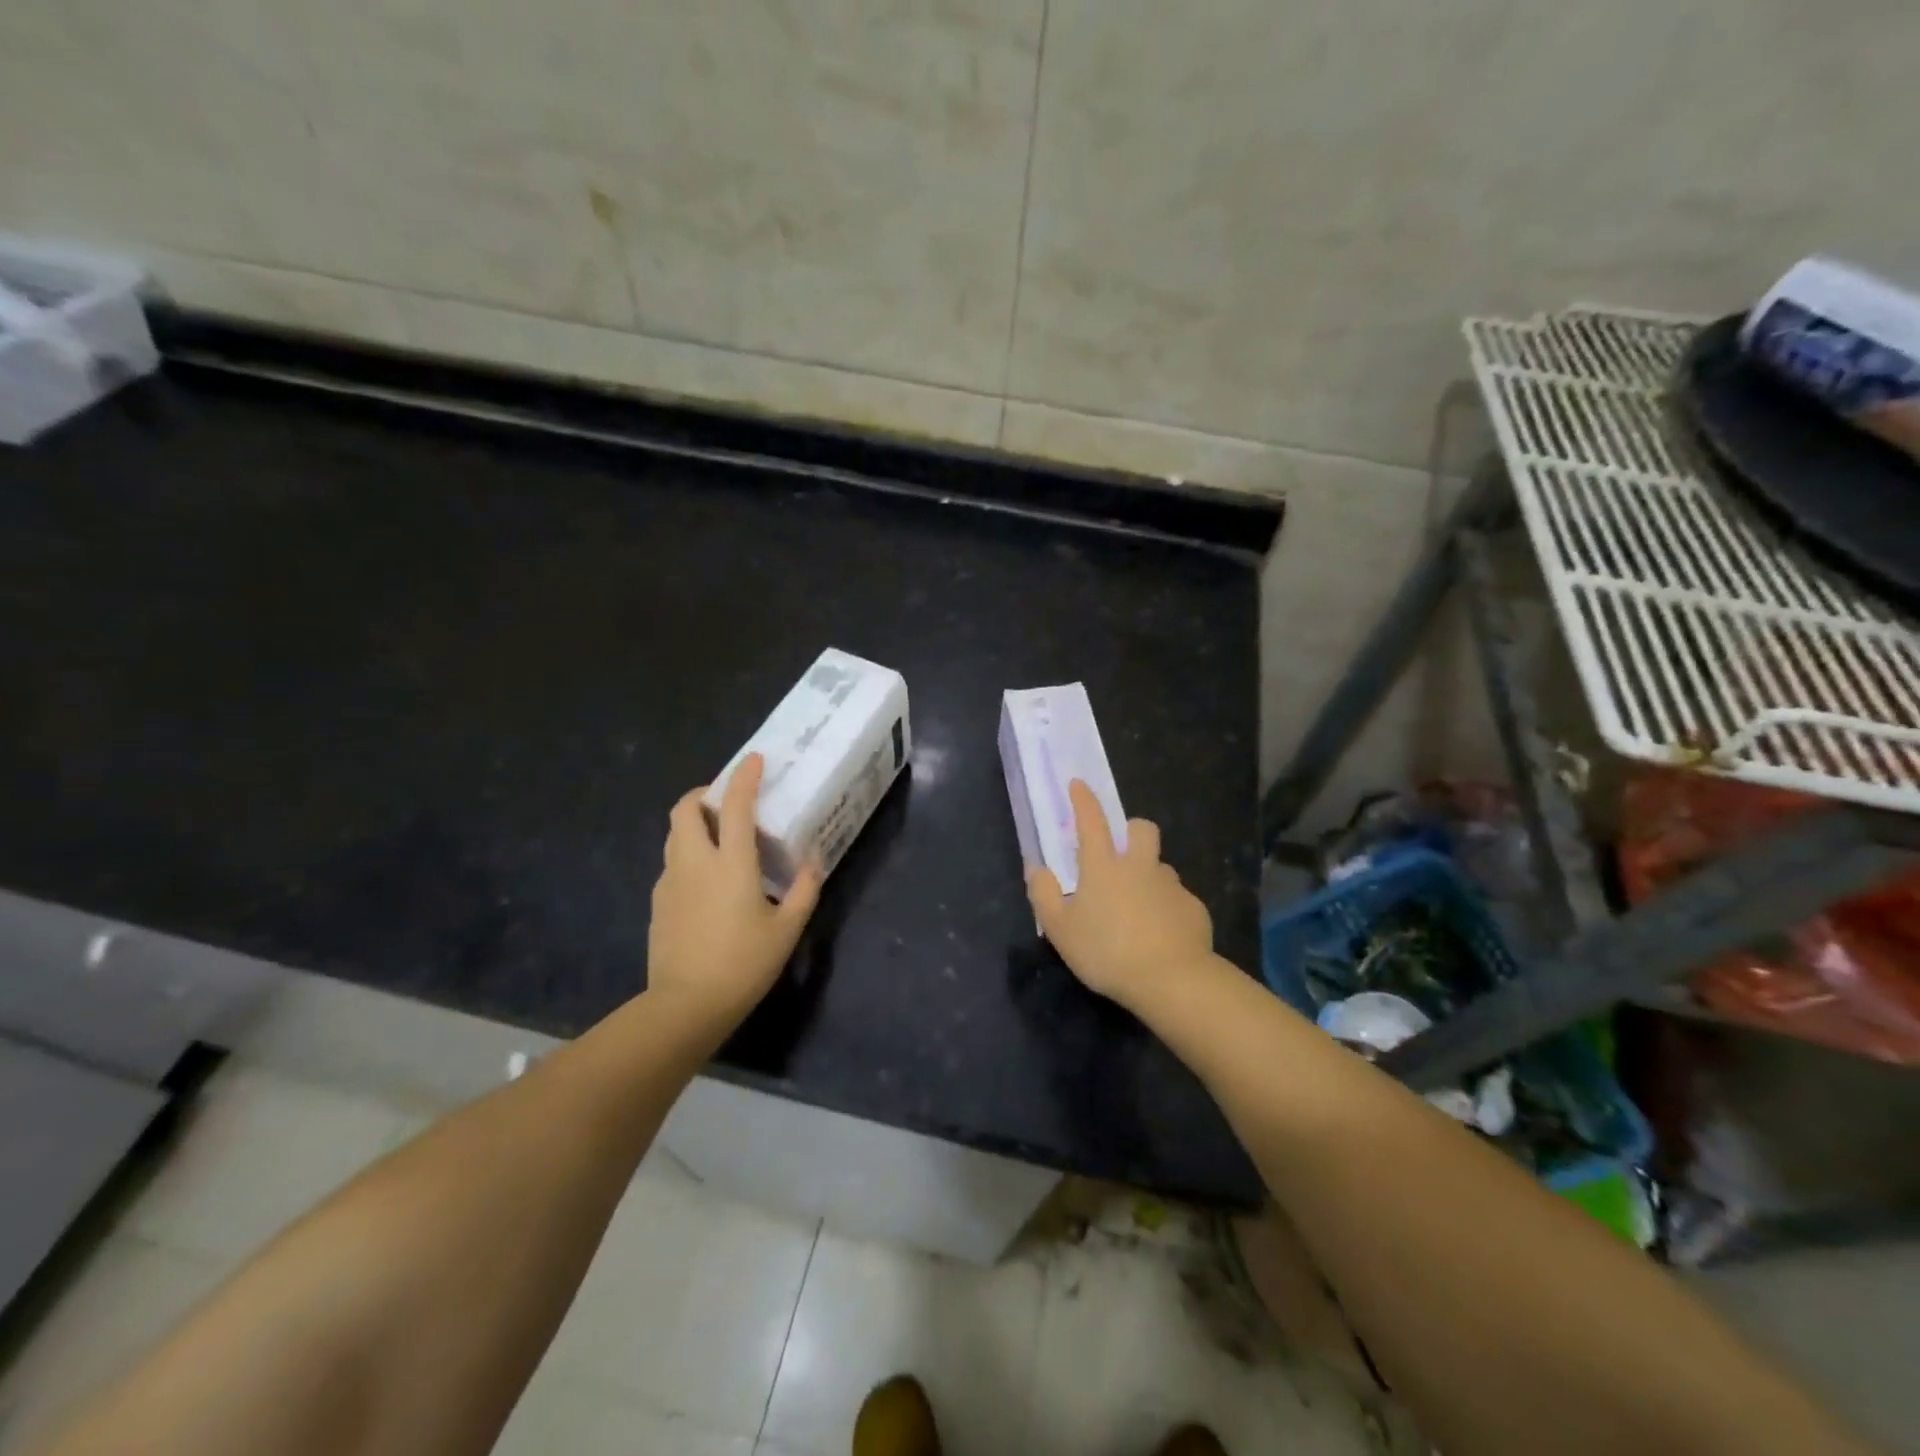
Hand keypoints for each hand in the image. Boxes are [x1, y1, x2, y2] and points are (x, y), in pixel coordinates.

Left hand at [648, 753, 821, 1022]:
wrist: (686, 1006)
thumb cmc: (743, 964)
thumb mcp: (786, 930)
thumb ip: (803, 890)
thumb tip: (812, 862)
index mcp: (730, 864)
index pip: (734, 806)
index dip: (744, 777)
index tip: (754, 760)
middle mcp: (694, 862)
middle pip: (685, 809)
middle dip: (702, 794)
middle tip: (726, 801)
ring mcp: (670, 882)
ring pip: (674, 835)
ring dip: (693, 824)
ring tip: (718, 838)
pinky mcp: (658, 903)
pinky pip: (672, 863)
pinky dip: (688, 855)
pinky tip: (707, 882)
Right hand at [1028, 780, 1213, 1009]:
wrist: (1171, 980)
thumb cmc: (1107, 952)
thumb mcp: (1060, 929)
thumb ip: (1044, 895)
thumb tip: (1037, 869)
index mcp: (1104, 867)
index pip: (1092, 821)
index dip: (1083, 800)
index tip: (1078, 783)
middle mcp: (1140, 867)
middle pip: (1142, 829)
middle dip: (1132, 830)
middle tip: (1121, 854)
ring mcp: (1171, 886)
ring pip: (1160, 867)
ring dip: (1148, 876)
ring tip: (1138, 908)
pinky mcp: (1193, 909)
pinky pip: (1177, 900)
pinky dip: (1166, 909)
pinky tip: (1160, 936)